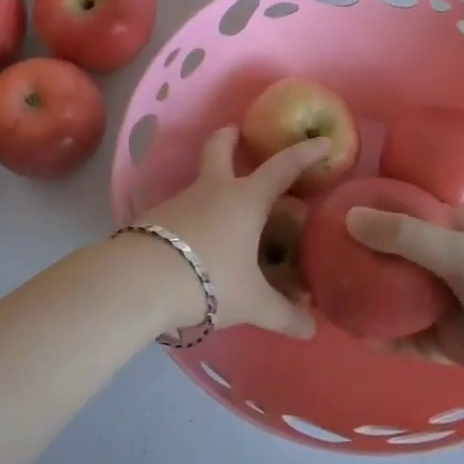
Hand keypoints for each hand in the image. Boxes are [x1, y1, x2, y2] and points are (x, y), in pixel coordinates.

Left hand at [135, 128, 327, 338]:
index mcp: (245, 200)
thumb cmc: (210, 279)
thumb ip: (284, 314)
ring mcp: (180, 201)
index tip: (322, 142)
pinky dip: (194, 216)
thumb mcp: (252, 302)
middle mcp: (213, 190)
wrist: (141, 281)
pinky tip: (197, 239)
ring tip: (225, 210)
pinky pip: (182, 210)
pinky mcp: (155, 218)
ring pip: (200, 182)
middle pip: (219, 149)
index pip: (282, 168)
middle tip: (238, 133)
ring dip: (213, 185)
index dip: (304, 154)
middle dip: (230, 138)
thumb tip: (311, 330)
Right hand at [345, 204, 463, 401]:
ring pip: (396, 295)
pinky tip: (357, 336)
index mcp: (454, 229)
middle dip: (361, 256)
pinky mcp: (447, 339)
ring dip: (368, 296)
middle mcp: (446, 261)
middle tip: (319, 259)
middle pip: (394, 254)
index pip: (404, 209)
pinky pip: (407, 335)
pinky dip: (384, 335)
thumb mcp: (459, 252)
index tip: (331, 210)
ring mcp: (446, 301)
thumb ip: (404, 235)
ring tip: (329, 297)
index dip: (371, 207)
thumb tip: (349, 218)